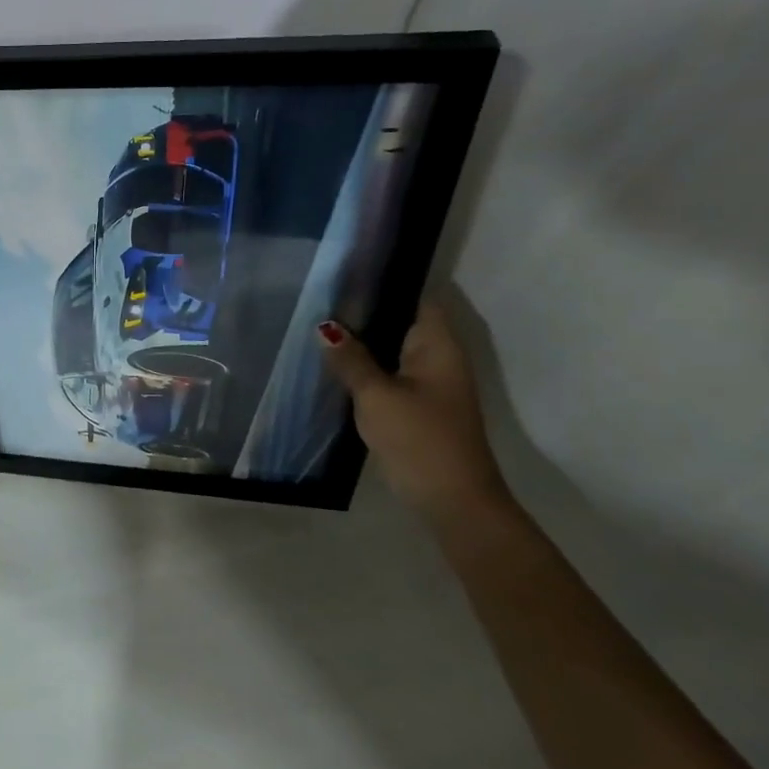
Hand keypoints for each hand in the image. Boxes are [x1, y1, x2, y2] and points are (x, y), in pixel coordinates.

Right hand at [318, 300, 506, 521]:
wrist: (451, 500)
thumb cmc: (420, 438)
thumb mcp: (377, 395)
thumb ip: (350, 359)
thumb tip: (325, 328)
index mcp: (438, 347)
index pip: (417, 298)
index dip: (388, 280)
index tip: (349, 269)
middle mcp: (437, 358)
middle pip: (401, 321)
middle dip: (365, 309)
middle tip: (320, 291)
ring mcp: (427, 383)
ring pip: (390, 348)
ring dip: (362, 338)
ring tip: (317, 319)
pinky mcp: (414, 405)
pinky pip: (386, 371)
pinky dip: (364, 363)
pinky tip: (332, 360)